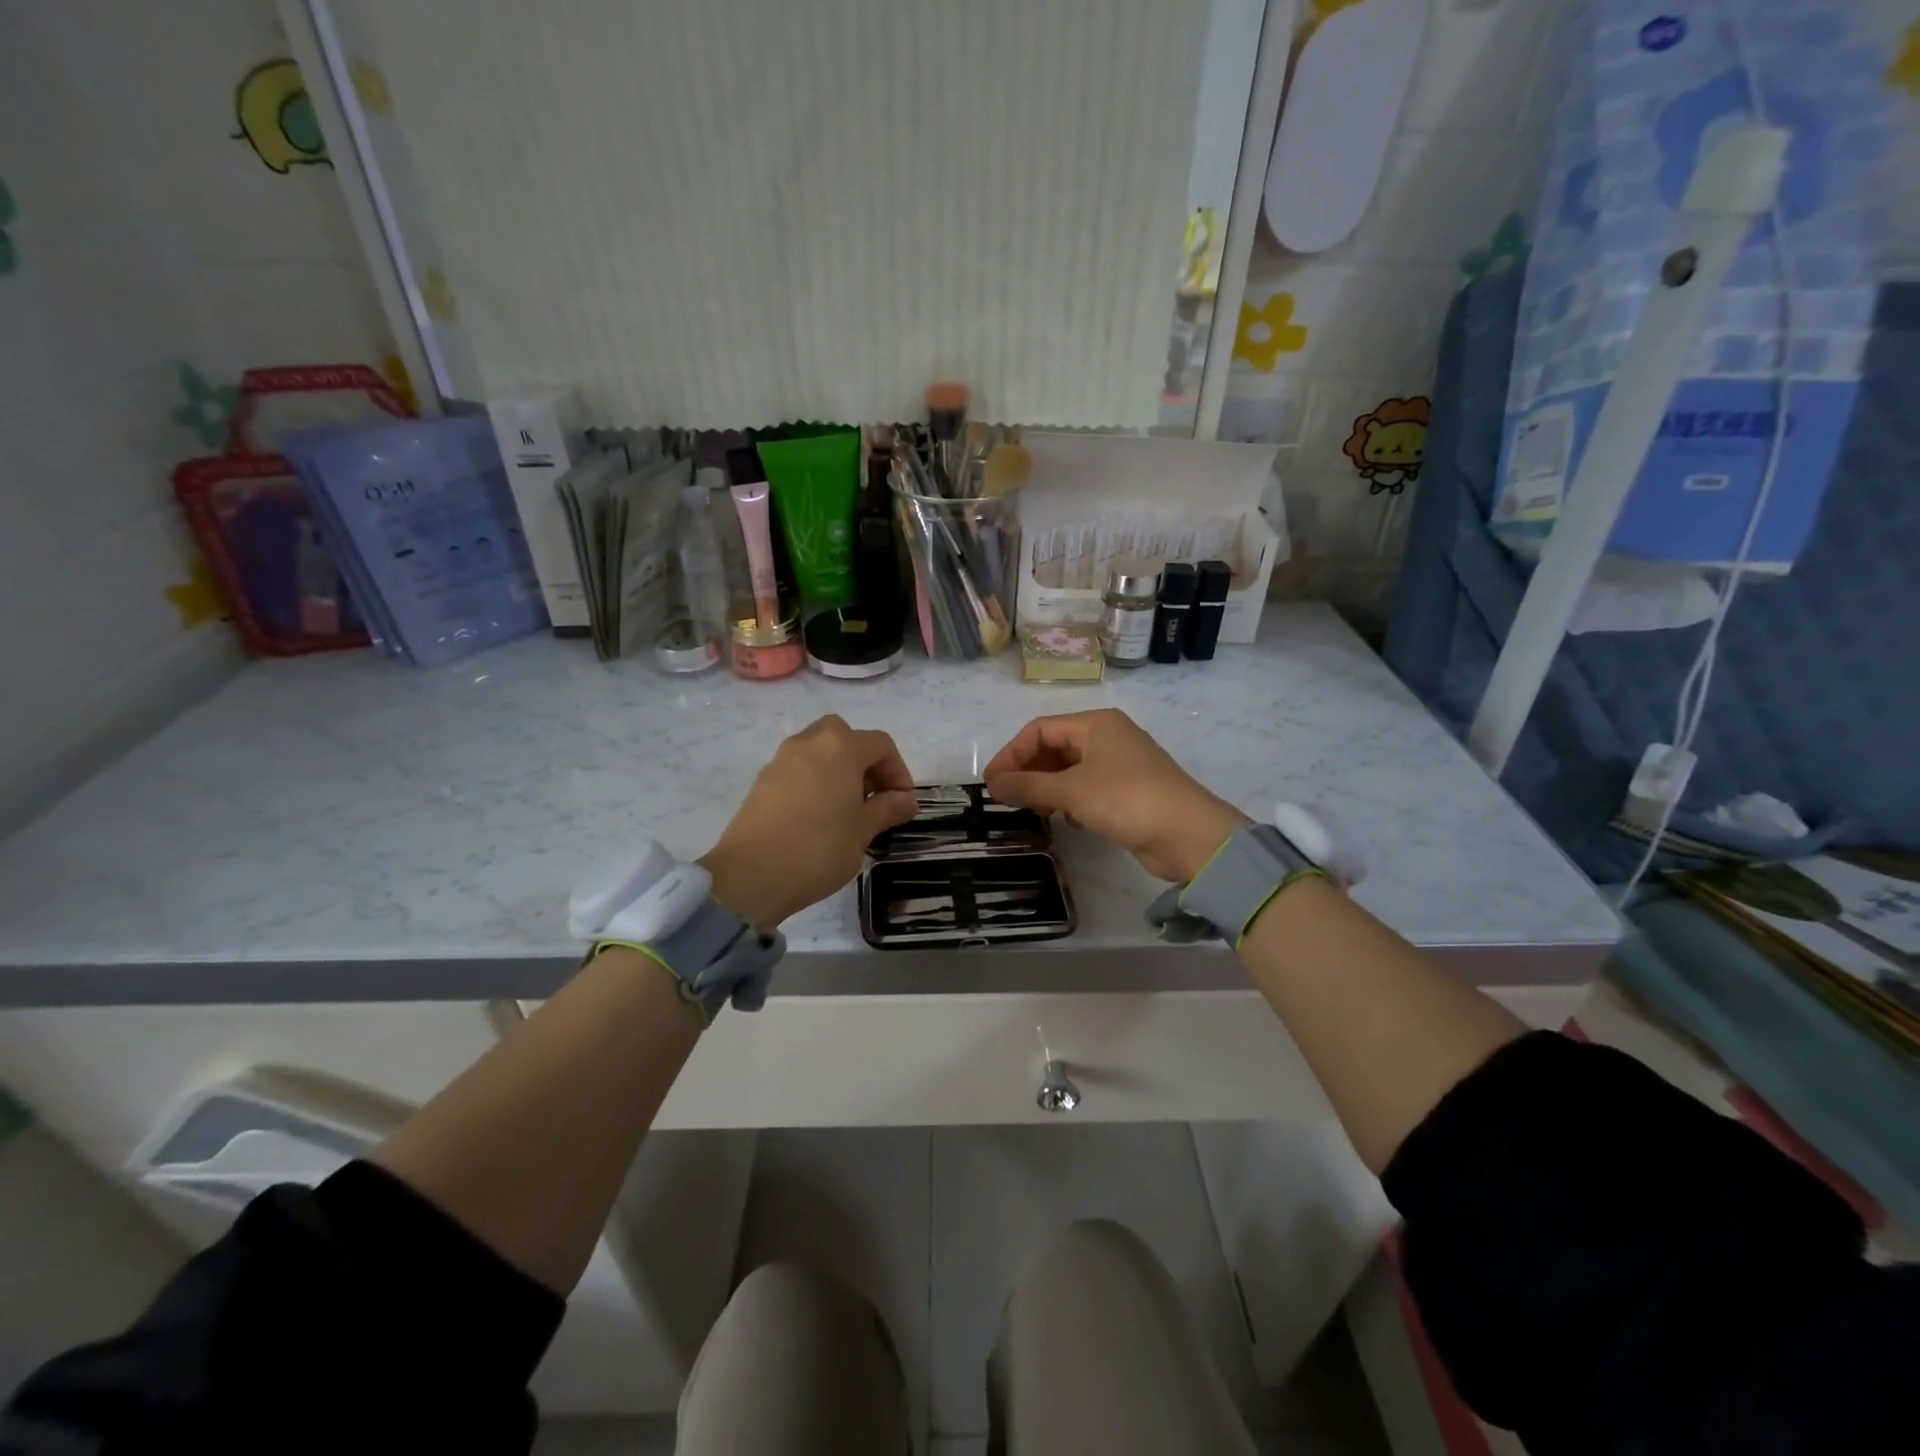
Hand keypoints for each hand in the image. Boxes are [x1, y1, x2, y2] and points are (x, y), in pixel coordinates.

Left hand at [701, 716, 919, 927]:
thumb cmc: (819, 848)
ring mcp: (781, 759)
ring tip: (846, 810)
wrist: (752, 874)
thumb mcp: (863, 830)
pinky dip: (815, 781)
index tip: (902, 803)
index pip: (880, 745)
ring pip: (819, 751)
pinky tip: (818, 817)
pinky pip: (799, 769)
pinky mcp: (762, 781)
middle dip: (864, 762)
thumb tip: (906, 800)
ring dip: (838, 770)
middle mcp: (809, 742)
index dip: (898, 771)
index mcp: (840, 747)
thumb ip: (888, 808)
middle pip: (845, 737)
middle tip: (872, 797)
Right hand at [983, 710, 1247, 882]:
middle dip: (1028, 771)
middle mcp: (1107, 737)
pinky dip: (1069, 800)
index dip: (1011, 754)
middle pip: (1055, 747)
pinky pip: (1087, 788)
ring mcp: (1120, 764)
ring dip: (1047, 787)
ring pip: (1070, 769)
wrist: (1190, 835)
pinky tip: (1065, 819)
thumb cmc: (1127, 799)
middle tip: (1007, 799)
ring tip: (1033, 810)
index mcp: (1095, 724)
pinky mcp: (1128, 791)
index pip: (1040, 730)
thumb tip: (993, 783)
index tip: (991, 783)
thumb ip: (1029, 786)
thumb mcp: (1072, 791)